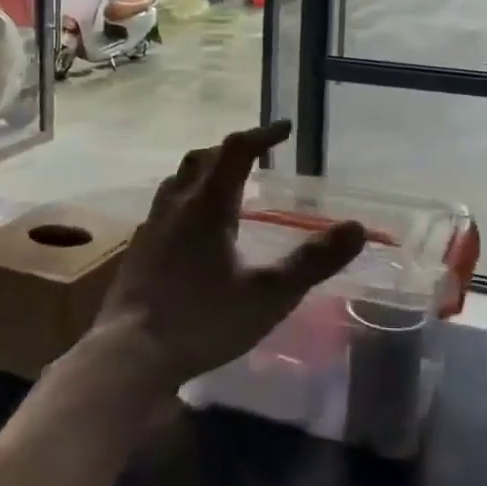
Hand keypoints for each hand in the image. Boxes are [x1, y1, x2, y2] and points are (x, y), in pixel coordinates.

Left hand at [91, 120, 366, 388]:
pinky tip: (191, 232)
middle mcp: (177, 206)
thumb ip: (313, 262)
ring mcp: (152, 229)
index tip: (286, 129)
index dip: (263, 134)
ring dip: (203, 173)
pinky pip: (163, 210)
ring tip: (223, 187)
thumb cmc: (203, 320)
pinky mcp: (137, 254)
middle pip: (201, 159)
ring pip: (176, 182)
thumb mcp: (269, 295)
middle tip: (255, 156)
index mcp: (208, 205)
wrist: (129, 356)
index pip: (237, 151)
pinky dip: (184, 203)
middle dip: (230, 151)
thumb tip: (357, 228)